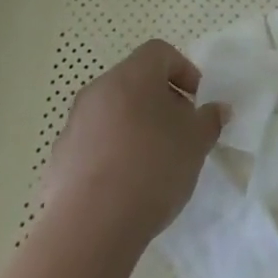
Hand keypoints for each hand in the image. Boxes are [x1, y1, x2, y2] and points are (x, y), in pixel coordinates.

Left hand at [42, 40, 225, 249]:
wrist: (91, 225)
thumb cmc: (152, 167)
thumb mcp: (196, 142)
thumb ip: (210, 119)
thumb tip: (217, 109)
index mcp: (132, 76)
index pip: (159, 52)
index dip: (183, 70)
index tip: (196, 100)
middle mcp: (98, 90)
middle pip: (135, 82)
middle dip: (161, 101)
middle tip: (180, 132)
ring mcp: (75, 123)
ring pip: (113, 112)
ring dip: (135, 127)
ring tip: (154, 162)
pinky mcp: (61, 157)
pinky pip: (94, 143)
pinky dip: (112, 152)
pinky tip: (126, 185)